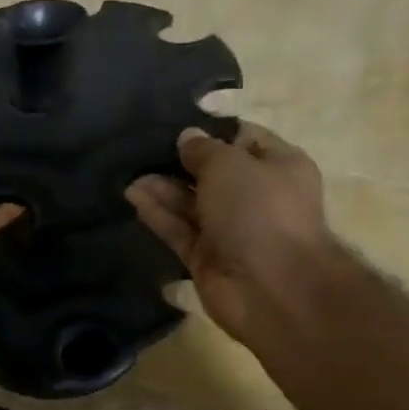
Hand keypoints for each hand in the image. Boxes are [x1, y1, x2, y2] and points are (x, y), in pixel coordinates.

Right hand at [126, 122, 330, 341]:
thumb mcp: (229, 164)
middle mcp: (256, 196)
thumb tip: (187, 138)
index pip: (244, 138)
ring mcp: (231, 230)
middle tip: (143, 148)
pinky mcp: (206, 258)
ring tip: (130, 173)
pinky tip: (133, 196)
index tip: (176, 122)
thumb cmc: (259, 210)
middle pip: (213, 173)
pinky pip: (179, 230)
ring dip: (163, 188)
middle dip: (180, 161)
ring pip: (191, 203)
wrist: (272, 287)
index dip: (212, 130)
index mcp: (279, 166)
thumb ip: (203, 149)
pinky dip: (158, 214)